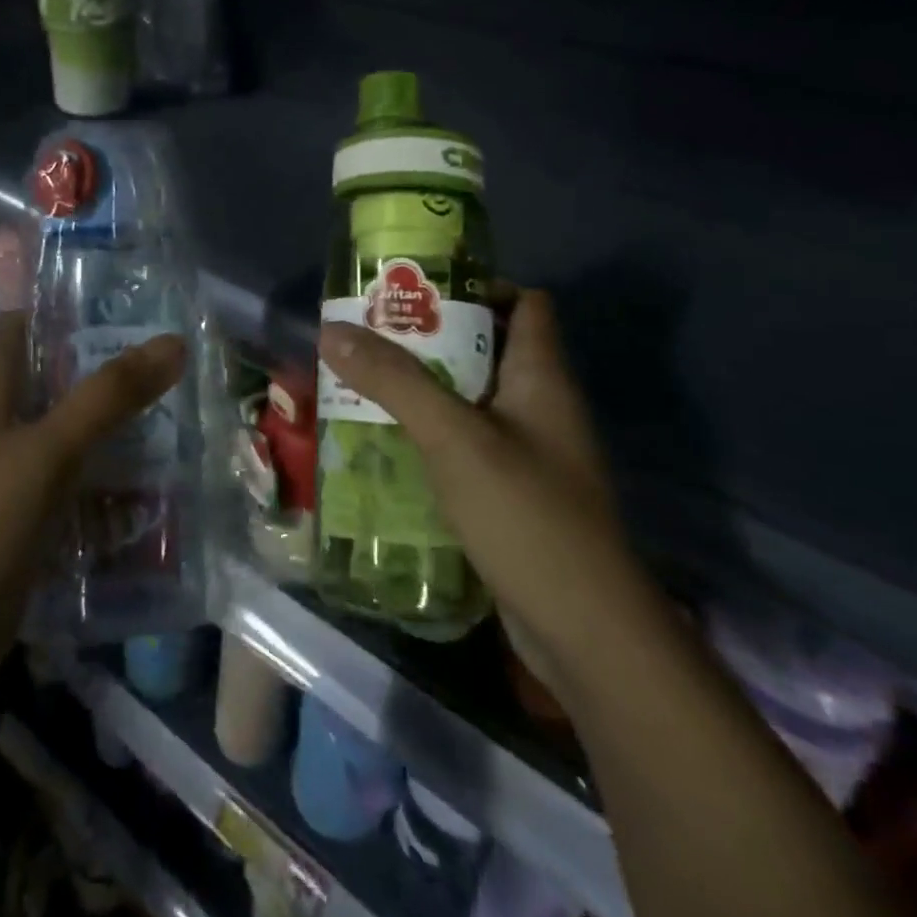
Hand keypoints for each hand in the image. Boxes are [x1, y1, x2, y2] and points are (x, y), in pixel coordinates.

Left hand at [0, 311, 185, 692]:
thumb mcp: (49, 450)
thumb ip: (109, 396)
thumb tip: (173, 341)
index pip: (22, 326)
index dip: (63, 306)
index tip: (123, 300)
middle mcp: (2, 423)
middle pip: (55, 374)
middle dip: (106, 363)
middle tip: (169, 354)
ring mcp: (16, 470)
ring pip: (72, 426)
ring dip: (115, 417)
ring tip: (178, 404)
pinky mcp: (32, 513)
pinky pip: (79, 476)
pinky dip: (111, 468)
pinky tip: (156, 472)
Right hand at [317, 289, 651, 690]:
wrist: (584, 630)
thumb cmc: (525, 513)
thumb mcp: (452, 437)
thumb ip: (394, 381)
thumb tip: (333, 330)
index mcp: (541, 376)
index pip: (524, 303)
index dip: (479, 287)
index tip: (420, 291)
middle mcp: (541, 405)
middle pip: (488, 349)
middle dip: (431, 339)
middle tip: (372, 336)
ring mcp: (531, 453)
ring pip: (472, 399)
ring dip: (424, 389)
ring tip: (365, 383)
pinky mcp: (515, 493)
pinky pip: (468, 444)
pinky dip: (431, 435)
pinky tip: (388, 443)